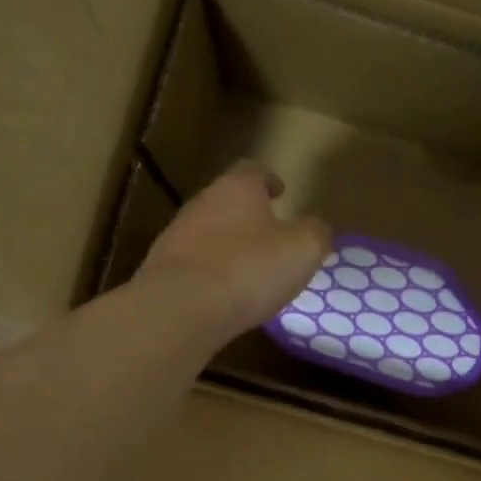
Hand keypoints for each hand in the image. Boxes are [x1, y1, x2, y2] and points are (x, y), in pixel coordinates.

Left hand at [136, 161, 331, 343]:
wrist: (180, 309)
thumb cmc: (248, 269)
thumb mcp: (303, 249)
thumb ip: (316, 233)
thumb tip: (317, 229)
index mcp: (237, 188)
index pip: (253, 171)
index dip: (269, 180)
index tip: (280, 191)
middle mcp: (202, 203)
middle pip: (227, 201)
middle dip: (249, 215)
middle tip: (270, 234)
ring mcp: (176, 237)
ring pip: (209, 233)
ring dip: (229, 246)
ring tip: (250, 270)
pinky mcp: (163, 271)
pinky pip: (195, 266)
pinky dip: (212, 275)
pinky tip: (225, 297)